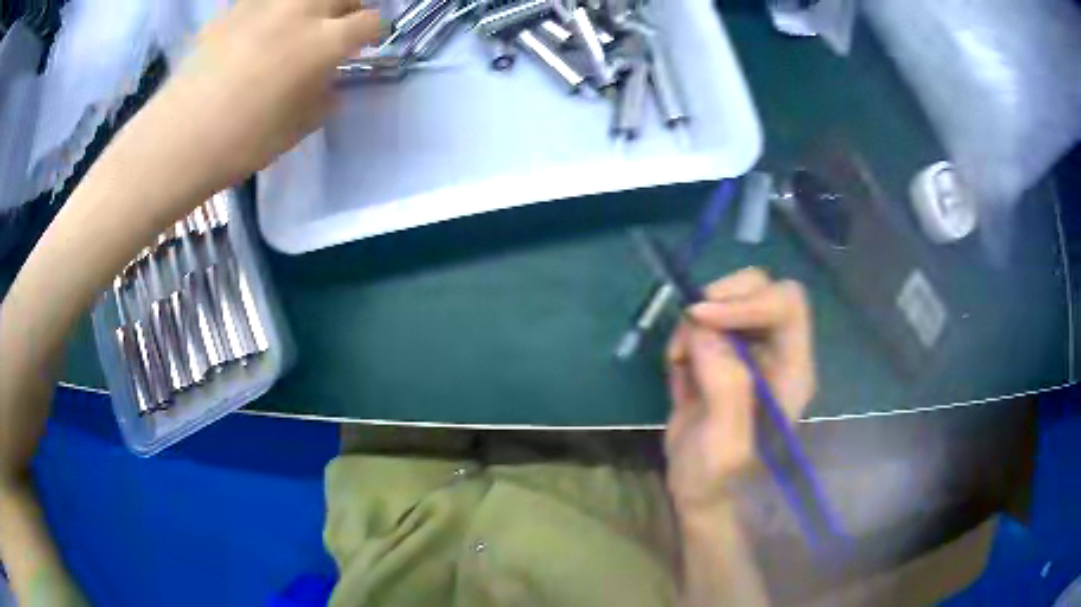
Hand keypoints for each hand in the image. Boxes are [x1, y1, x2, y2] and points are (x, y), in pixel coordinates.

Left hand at [123, 0, 378, 191]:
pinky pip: (265, 0)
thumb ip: (322, 99)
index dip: (373, 33)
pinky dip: (274, 9)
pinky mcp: (233, 9)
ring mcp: (264, 4)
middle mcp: (301, 10)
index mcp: (325, 41)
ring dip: (313, 5)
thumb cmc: (241, 143)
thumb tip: (329, 84)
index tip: (365, 44)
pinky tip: (261, 29)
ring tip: (300, 23)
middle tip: (337, 27)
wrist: (176, 140)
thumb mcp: (295, 129)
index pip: (370, 22)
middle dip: (348, 8)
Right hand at [664, 268, 815, 517]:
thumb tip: (703, 330)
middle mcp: (776, 352)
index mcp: (792, 370)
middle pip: (762, 288)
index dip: (748, 300)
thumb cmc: (719, 478)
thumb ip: (725, 386)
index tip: (703, 318)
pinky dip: (685, 336)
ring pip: (729, 300)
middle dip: (722, 298)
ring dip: (697, 321)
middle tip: (690, 323)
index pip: (787, 305)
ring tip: (678, 360)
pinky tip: (678, 368)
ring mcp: (749, 352)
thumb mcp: (726, 442)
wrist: (700, 493)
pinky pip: (704, 324)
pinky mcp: (722, 356)